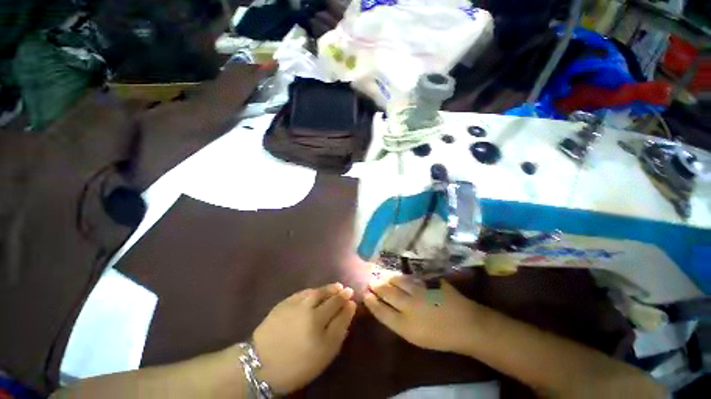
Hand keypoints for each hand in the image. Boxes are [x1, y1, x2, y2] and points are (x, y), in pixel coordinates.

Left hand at [251, 283, 356, 393]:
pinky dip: (314, 290)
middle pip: (331, 300)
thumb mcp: (323, 356)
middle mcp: (310, 314)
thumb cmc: (296, 365)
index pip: (340, 311)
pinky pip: (305, 292)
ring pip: (319, 293)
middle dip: (342, 294)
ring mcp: (298, 306)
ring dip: (330, 289)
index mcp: (320, 330)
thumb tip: (349, 308)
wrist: (260, 364)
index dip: (348, 305)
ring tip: (337, 287)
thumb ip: (338, 331)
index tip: (353, 301)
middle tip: (347, 291)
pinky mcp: (286, 302)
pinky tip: (318, 291)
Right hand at [364, 274, 479, 353]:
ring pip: (397, 280)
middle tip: (371, 282)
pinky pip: (410, 276)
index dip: (371, 302)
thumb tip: (383, 307)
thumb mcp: (415, 337)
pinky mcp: (428, 281)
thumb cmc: (440, 336)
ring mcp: (419, 291)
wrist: (466, 325)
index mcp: (405, 325)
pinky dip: (401, 275)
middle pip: (386, 292)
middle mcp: (409, 306)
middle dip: (376, 286)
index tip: (365, 294)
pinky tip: (397, 274)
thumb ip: (397, 322)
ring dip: (387, 277)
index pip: (381, 311)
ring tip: (381, 276)